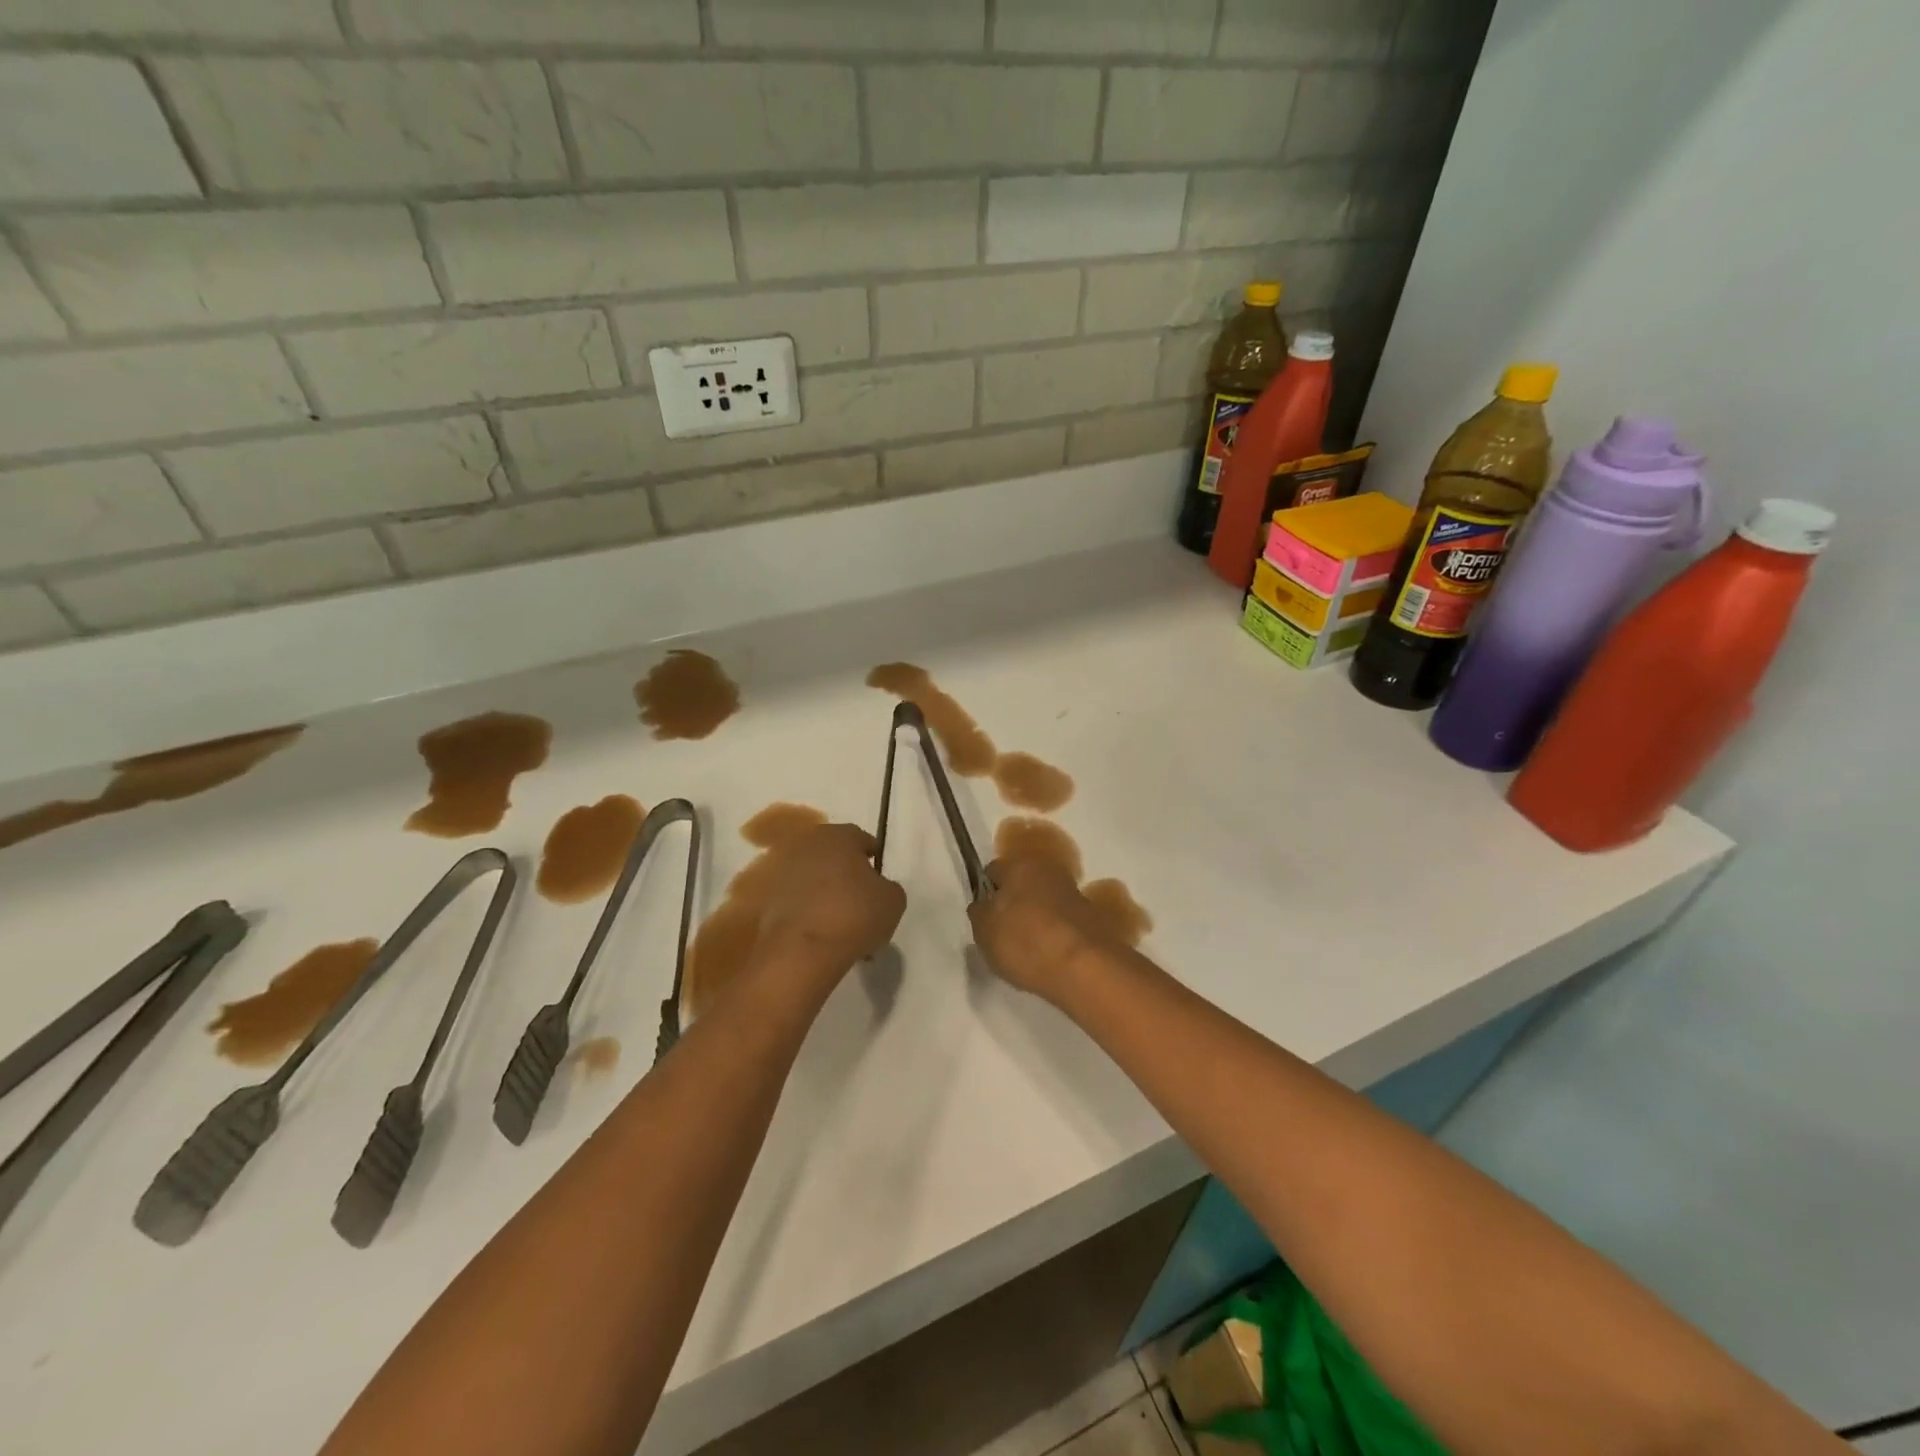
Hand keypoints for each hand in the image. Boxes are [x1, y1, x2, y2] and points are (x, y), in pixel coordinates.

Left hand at [755, 823, 905, 983]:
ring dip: (827, 894)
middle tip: (862, 901)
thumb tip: (876, 888)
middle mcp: (806, 845)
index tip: (880, 879)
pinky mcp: (766, 900)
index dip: (873, 859)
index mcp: (838, 836)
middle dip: (847, 875)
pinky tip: (823, 935)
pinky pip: (797, 902)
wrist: (801, 952)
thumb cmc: (854, 915)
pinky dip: (809, 912)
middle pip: (834, 857)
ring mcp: (782, 872)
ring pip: (814, 880)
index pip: (861, 839)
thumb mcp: (893, 900)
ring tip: (842, 924)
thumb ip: (887, 886)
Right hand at [969, 854, 1121, 1002]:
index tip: (983, 917)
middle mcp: (1049, 870)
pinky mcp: (1093, 917)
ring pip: (1045, 901)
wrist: (1085, 967)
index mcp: (1019, 865)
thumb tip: (984, 905)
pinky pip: (1063, 921)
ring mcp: (1074, 893)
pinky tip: (1050, 955)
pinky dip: (1056, 933)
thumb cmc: (1025, 941)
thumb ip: (979, 913)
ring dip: (1037, 917)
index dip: (985, 892)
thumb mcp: (984, 931)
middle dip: (1013, 903)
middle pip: (1022, 884)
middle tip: (1003, 932)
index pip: (993, 870)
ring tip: (1028, 948)